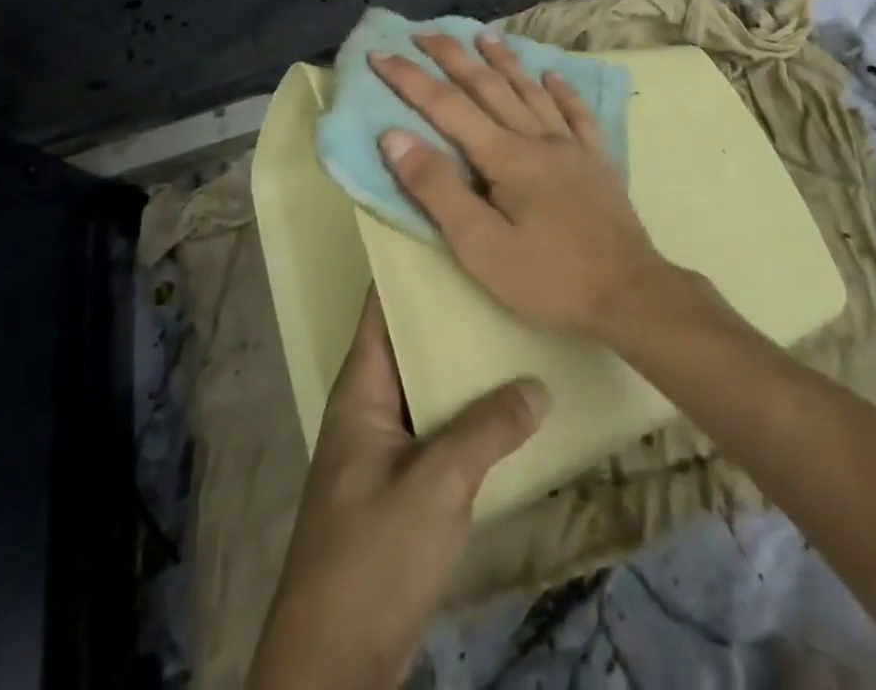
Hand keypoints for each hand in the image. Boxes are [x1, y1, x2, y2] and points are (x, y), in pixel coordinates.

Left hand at [247, 291, 547, 689]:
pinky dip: (472, 410)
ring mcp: (388, 447)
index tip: (453, 229)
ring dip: (467, 363)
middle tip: (504, 272)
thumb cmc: (372, 556)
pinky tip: (513, 401)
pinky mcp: (406, 484)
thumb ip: (487, 430)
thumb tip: (538, 385)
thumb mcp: (435, 485)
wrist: (336, 665)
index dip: (410, 266)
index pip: (382, 307)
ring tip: (517, 323)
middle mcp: (372, 407)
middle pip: (412, 341)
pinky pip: (443, 426)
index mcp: (361, 390)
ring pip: (432, 384)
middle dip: (453, 310)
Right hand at [370, 32, 669, 336]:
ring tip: (484, 36)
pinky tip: (554, 75)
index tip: (381, 53)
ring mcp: (573, 146)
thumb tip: (395, 136)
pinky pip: (578, 113)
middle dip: (453, 57)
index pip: (447, 106)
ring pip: (532, 91)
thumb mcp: (480, 246)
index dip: (410, 79)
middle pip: (489, 86)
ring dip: (505, 61)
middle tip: (425, 32)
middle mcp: (539, 138)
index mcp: (506, 157)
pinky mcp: (598, 161)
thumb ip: (438, 189)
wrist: (630, 293)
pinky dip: (563, 90)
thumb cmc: (548, 278)